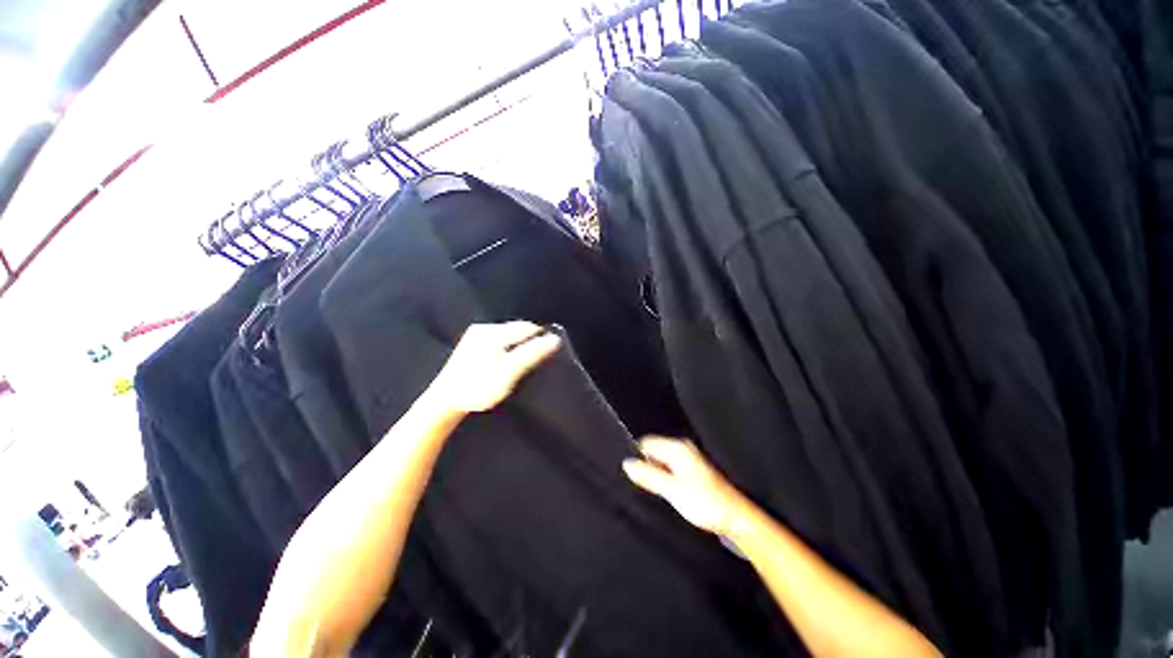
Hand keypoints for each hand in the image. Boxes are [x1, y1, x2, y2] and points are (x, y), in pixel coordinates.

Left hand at [430, 321, 561, 413]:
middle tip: (534, 361)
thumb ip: (532, 353)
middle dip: (528, 342)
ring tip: (522, 364)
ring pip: (506, 336)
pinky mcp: (470, 346)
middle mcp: (484, 329)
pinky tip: (505, 363)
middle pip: (516, 330)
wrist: (444, 401)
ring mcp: (475, 336)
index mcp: (494, 332)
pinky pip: (497, 342)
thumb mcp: (510, 371)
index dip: (540, 338)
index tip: (548, 354)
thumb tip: (554, 338)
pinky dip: (506, 350)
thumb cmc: (479, 386)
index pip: (527, 327)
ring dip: (517, 346)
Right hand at [623, 437, 744, 535]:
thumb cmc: (706, 503)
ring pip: (661, 462)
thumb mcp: (672, 490)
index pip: (646, 443)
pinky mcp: (691, 471)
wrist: (735, 518)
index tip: (633, 474)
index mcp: (677, 448)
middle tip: (646, 485)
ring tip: (657, 490)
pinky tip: (667, 492)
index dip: (637, 456)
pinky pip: (669, 469)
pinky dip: (665, 478)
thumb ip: (648, 476)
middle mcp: (683, 449)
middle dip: (646, 465)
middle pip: (653, 451)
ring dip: (656, 474)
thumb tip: (626, 464)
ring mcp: (688, 459)